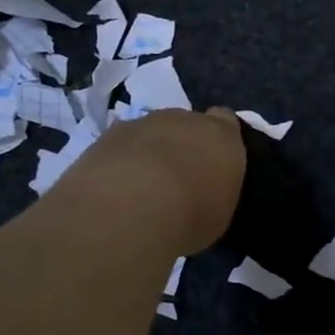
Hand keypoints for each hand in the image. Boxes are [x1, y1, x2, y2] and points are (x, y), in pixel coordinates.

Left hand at [76, 107, 246, 255]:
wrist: (132, 207)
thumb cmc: (191, 215)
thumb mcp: (218, 214)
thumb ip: (213, 192)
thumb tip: (203, 194)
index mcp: (222, 137)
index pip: (226, 122)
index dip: (218, 140)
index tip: (212, 162)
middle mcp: (186, 120)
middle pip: (186, 125)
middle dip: (181, 146)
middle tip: (176, 181)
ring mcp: (144, 122)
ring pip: (150, 132)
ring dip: (147, 153)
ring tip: (140, 189)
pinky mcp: (108, 134)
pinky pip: (120, 146)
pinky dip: (119, 162)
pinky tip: (114, 190)